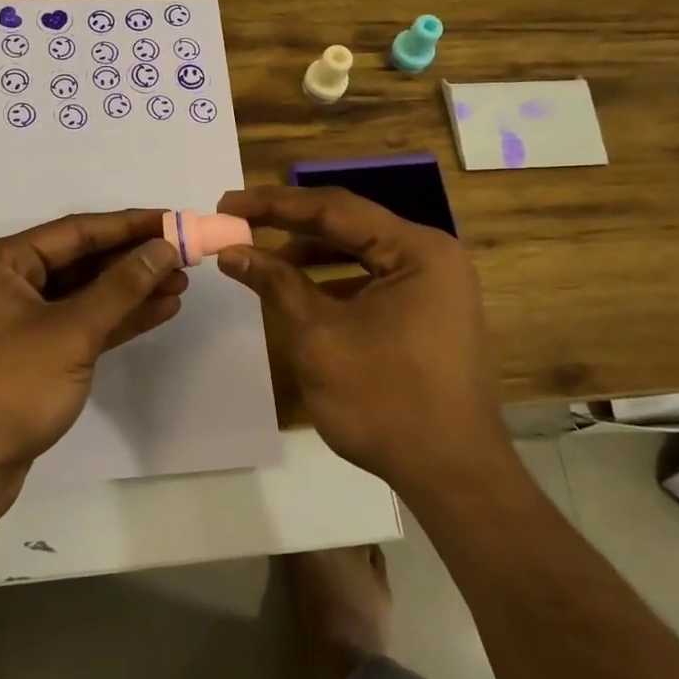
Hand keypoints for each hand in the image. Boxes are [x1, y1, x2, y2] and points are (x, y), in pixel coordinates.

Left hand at [0, 211, 184, 496]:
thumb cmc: (9, 387)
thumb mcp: (71, 332)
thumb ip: (120, 287)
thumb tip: (162, 248)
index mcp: (0, 263)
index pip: (75, 231)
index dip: (128, 225)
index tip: (173, 220)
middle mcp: (6, 284)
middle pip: (80, 261)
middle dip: (132, 260)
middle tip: (184, 256)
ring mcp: (18, 323)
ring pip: (83, 295)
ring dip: (130, 291)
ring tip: (181, 284)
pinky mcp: (32, 356)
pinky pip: (79, 325)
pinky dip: (115, 320)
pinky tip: (157, 311)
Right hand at [214, 185, 505, 489]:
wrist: (450, 475)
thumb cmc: (383, 400)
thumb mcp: (318, 336)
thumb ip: (275, 283)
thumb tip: (232, 250)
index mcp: (417, 249)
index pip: (334, 209)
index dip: (274, 204)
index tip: (227, 203)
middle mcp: (432, 256)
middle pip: (349, 226)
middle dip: (290, 226)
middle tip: (239, 223)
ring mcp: (435, 286)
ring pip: (360, 253)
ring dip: (310, 255)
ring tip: (261, 259)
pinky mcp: (429, 313)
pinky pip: (374, 281)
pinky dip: (334, 282)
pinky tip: (300, 293)